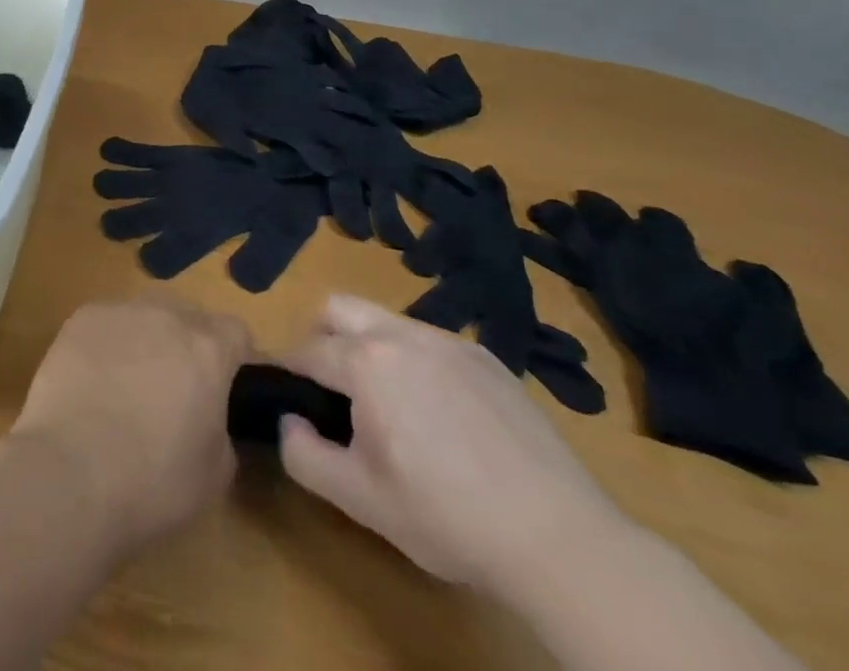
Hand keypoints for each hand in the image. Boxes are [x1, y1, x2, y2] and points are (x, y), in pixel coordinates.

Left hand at [10, 297, 252, 556]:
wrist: (70, 470)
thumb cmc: (152, 481)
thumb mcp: (214, 474)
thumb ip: (222, 430)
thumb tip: (209, 417)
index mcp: (207, 349)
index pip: (237, 332)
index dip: (236, 358)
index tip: (227, 387)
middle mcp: (166, 316)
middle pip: (189, 317)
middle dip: (189, 345)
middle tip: (177, 390)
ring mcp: (120, 312)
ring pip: (146, 316)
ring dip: (148, 340)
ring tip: (130, 385)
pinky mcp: (81, 318)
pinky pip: (107, 323)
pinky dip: (109, 345)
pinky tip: (94, 381)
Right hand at [278, 294, 623, 594]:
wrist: (560, 539)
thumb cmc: (446, 516)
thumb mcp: (359, 499)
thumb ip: (303, 454)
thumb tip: (288, 419)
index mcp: (365, 361)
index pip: (306, 351)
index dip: (289, 374)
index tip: (288, 398)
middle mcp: (401, 334)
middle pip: (338, 308)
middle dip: (322, 337)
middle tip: (332, 389)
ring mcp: (449, 341)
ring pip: (387, 321)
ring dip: (370, 347)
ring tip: (390, 404)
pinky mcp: (488, 358)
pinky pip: (432, 342)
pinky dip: (418, 362)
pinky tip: (443, 415)